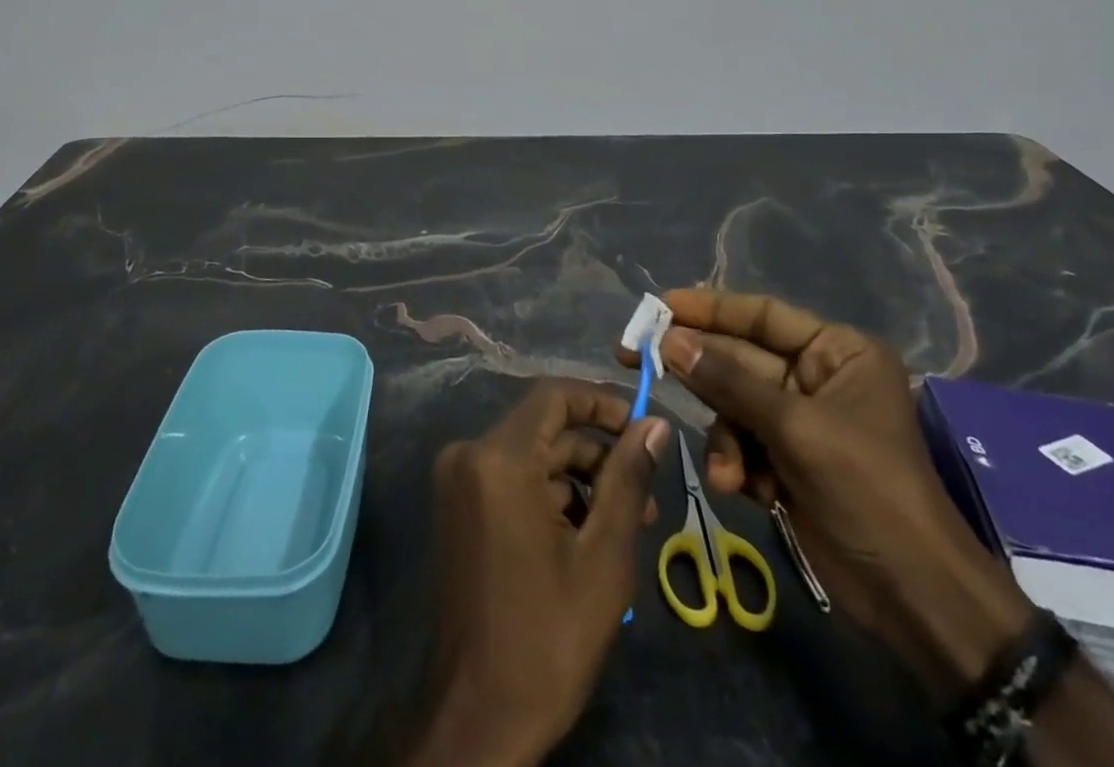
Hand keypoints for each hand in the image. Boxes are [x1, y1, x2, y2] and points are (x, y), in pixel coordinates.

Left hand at [405, 383, 669, 766]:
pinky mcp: (457, 506)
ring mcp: (457, 481)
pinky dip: (550, 496)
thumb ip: (628, 479)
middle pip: (546, 428)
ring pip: (532, 456)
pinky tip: (586, 538)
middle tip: (647, 496)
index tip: (642, 430)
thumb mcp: (603, 557)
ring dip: (579, 481)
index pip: (554, 396)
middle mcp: (469, 454)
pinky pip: (512, 479)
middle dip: (599, 455)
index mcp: (498, 458)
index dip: (601, 403)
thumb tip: (655, 425)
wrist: (477, 717)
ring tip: (627, 525)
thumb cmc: (547, 638)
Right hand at [621, 289, 1031, 700]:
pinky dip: (736, 465)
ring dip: (724, 438)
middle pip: (739, 359)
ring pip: (732, 405)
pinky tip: (744, 491)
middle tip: (635, 357)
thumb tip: (670, 340)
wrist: (915, 598)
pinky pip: (741, 442)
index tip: (660, 305)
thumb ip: (729, 381)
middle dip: (698, 371)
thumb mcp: (796, 428)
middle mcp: (816, 377)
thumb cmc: (868, 490)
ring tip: (729, 473)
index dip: (709, 307)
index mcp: (837, 352)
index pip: (762, 314)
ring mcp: (799, 421)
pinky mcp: (786, 461)